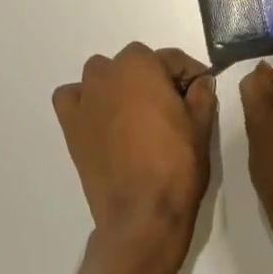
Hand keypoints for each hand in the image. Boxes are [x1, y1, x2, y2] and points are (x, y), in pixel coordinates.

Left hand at [53, 43, 215, 270]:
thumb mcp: (201, 126)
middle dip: (153, 77)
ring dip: (118, 84)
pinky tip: (99, 118)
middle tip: (171, 105)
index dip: (190, 72)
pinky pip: (71, 97)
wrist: (142, 215)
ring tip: (135, 111)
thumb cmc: (176, 166)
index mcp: (142, 66)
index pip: (171, 58)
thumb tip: (201, 81)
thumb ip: (202, 94)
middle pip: (135, 62)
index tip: (201, 88)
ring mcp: (86, 98)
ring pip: (101, 74)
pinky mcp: (71, 124)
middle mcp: (109, 73)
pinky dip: (83, 101)